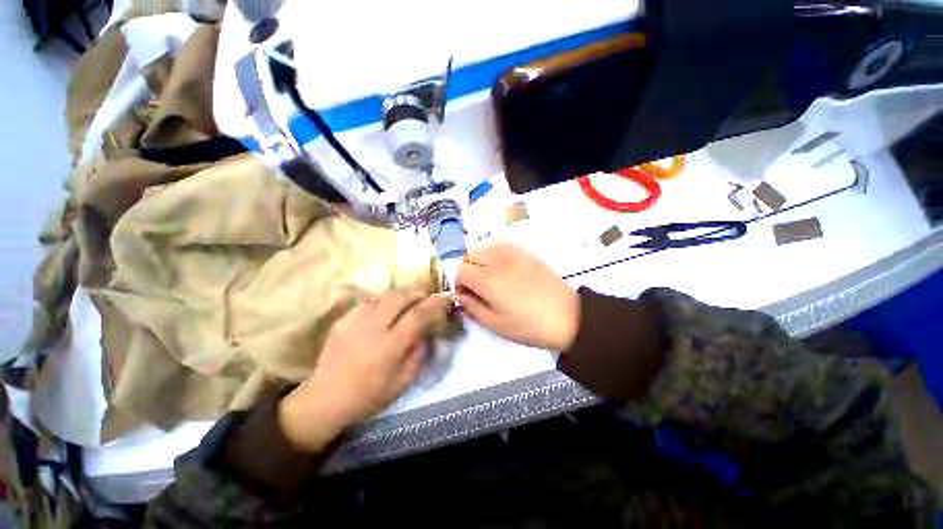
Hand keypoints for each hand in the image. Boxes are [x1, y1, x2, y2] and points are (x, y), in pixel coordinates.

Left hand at [279, 291, 448, 451]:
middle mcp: (373, 326)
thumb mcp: (404, 381)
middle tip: (426, 298)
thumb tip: (427, 331)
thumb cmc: (369, 395)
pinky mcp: (344, 318)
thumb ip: (419, 353)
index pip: (419, 314)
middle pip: (401, 296)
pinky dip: (385, 300)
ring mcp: (356, 319)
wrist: (326, 398)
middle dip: (419, 293)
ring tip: (409, 300)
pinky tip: (387, 308)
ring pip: (385, 294)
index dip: (435, 303)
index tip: (446, 298)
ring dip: (402, 294)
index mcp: (390, 345)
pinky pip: (370, 301)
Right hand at [455, 241, 579, 351]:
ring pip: (484, 246)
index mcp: (488, 279)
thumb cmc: (529, 325)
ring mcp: (513, 252)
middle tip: (477, 286)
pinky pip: (501, 244)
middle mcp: (498, 260)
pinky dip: (494, 253)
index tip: (466, 296)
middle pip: (469, 254)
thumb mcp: (496, 324)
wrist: (567, 316)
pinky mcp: (525, 252)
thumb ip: (472, 308)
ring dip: (479, 259)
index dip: (458, 284)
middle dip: (467, 269)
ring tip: (489, 276)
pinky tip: (503, 267)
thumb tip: (461, 295)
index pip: (460, 271)